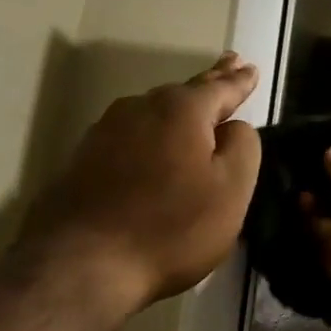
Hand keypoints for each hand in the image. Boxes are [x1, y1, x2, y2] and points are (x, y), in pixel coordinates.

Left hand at [20, 54, 260, 321]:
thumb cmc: (171, 228)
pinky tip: (153, 144)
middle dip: (210, 80)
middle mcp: (140, 109)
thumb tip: (233, 127)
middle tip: (229, 63)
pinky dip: (150, 135)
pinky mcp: (82, 162)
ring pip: (153, 112)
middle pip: (184, 92)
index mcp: (182, 110)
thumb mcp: (231, 190)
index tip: (251, 67)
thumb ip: (243, 146)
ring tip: (194, 103)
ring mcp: (105, 133)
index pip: (220, 87)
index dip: (239, 81)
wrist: (79, 267)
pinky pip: (130, 137)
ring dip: (177, 108)